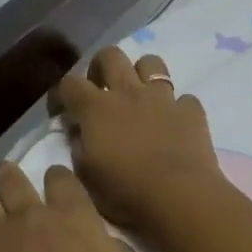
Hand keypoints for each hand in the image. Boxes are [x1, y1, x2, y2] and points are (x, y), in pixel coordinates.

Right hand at [52, 47, 223, 233]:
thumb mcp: (86, 175)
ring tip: (139, 96)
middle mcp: (128, 92)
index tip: (61, 110)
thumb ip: (77, 145)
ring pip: (151, 62)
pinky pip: (183, 98)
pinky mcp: (190, 110)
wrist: (180, 197)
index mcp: (96, 108)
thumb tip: (77, 130)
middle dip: (101, 66)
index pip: (69, 83)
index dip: (61, 93)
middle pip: (110, 55)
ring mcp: (162, 98)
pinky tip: (173, 124)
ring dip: (142, 74)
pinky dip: (177, 108)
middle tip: (100, 89)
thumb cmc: (126, 191)